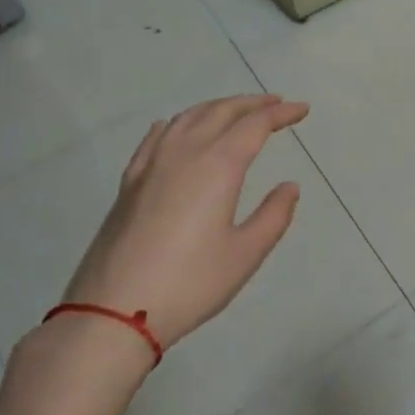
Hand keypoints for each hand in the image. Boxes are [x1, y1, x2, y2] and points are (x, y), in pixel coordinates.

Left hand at [57, 93, 309, 351]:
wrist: (113, 311)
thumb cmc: (190, 283)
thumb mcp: (245, 254)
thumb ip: (273, 216)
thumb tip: (289, 186)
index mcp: (217, 166)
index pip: (255, 125)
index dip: (281, 113)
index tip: (302, 110)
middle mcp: (184, 153)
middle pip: (220, 112)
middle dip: (252, 103)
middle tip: (276, 104)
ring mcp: (151, 165)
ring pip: (187, 118)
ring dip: (217, 108)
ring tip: (236, 112)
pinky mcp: (129, 183)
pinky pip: (156, 137)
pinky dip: (176, 124)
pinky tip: (177, 128)